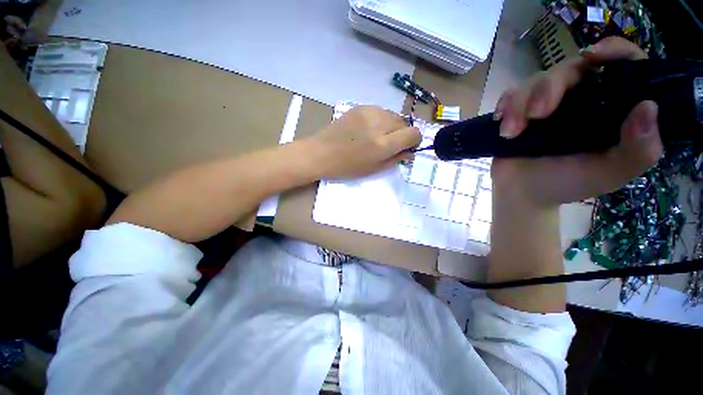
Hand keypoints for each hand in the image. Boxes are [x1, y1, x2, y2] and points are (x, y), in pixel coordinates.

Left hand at [310, 105, 420, 178]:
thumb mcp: (374, 169)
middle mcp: (379, 124)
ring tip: (377, 136)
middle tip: (389, 144)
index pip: (414, 134)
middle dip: (402, 134)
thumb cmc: (347, 167)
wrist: (321, 153)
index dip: (413, 141)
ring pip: (393, 115)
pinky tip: (368, 129)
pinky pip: (380, 111)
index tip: (405, 147)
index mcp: (383, 144)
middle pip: (405, 123)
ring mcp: (369, 112)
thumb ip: (396, 159)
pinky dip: (380, 120)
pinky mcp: (360, 107)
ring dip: (392, 126)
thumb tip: (410, 152)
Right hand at [492, 37, 662, 206]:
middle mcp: (582, 98)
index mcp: (611, 108)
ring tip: (511, 133)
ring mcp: (548, 103)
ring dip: (520, 104)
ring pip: (536, 80)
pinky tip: (501, 122)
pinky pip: (512, 94)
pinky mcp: (521, 111)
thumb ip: (639, 149)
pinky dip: (506, 105)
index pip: (624, 66)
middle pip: (571, 68)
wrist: (522, 192)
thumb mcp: (610, 173)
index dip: (614, 52)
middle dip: (550, 87)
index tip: (595, 56)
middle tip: (537, 114)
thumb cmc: (567, 184)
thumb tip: (648, 107)